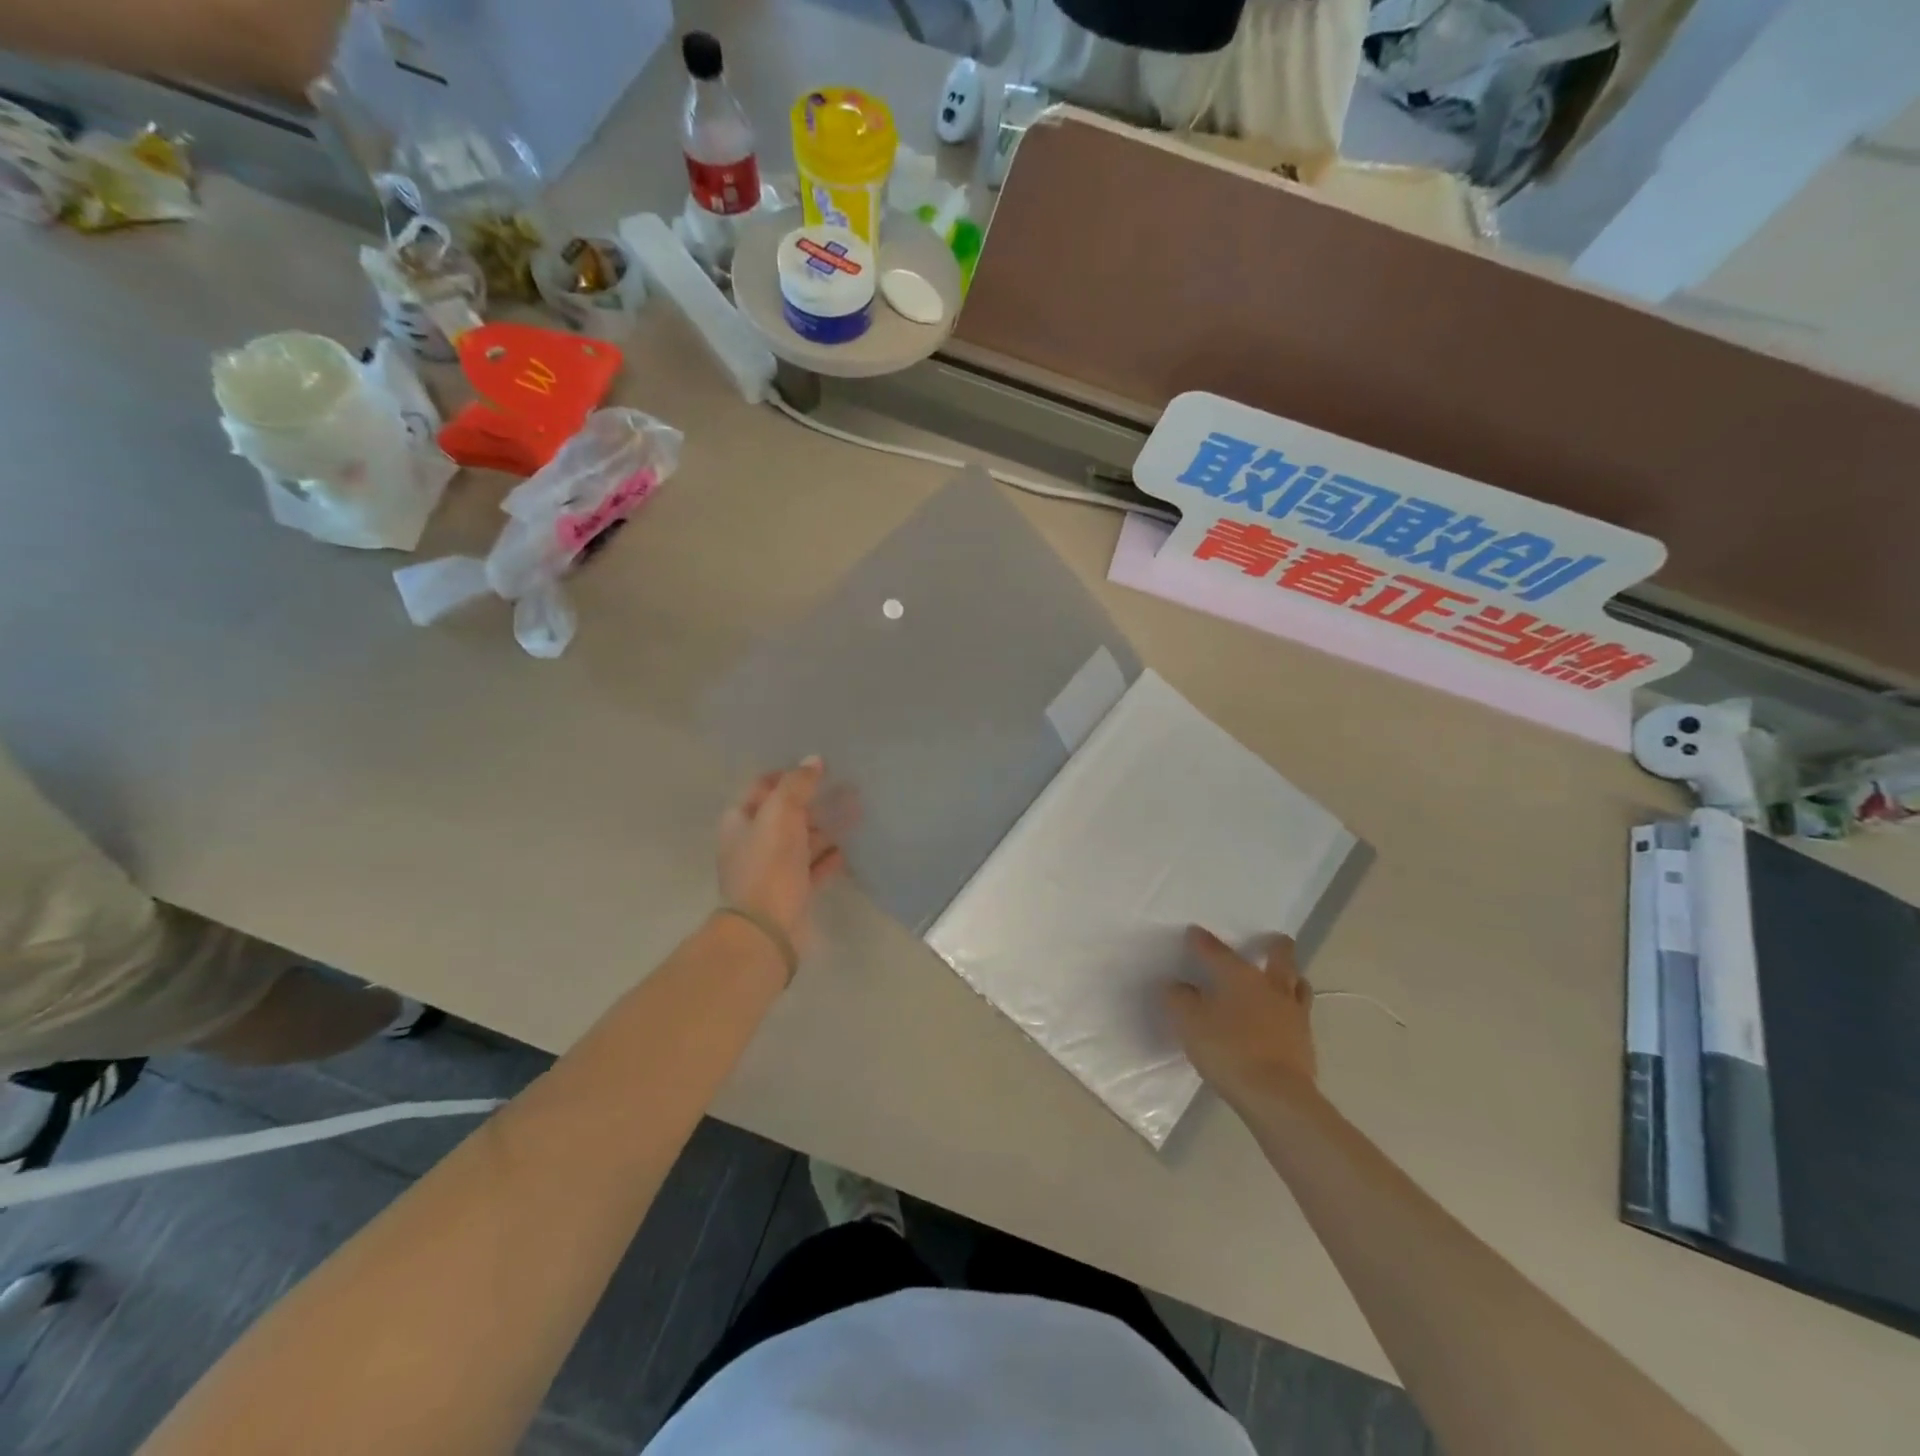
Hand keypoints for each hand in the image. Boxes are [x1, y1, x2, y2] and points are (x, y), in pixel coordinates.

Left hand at [717, 758, 845, 955]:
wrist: (767, 929)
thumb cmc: (768, 865)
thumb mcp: (779, 815)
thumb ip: (796, 785)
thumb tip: (814, 760)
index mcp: (741, 821)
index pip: (763, 787)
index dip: (788, 775)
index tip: (818, 767)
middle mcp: (754, 842)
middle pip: (787, 814)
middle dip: (815, 800)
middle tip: (848, 786)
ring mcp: (774, 869)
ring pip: (804, 840)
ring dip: (828, 826)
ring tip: (858, 812)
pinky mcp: (794, 891)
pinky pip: (814, 868)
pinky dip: (830, 857)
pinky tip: (848, 849)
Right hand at [1163, 928, 1318, 1112]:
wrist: (1276, 1096)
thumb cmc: (1228, 1051)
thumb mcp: (1189, 1023)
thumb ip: (1179, 999)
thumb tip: (1176, 985)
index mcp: (1238, 975)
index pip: (1216, 950)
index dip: (1201, 941)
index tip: (1194, 933)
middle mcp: (1269, 985)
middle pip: (1279, 956)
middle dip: (1275, 945)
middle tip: (1271, 940)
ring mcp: (1293, 1012)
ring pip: (1298, 982)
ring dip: (1291, 975)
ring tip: (1285, 976)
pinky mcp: (1305, 1039)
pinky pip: (1301, 1012)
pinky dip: (1292, 1007)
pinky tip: (1284, 1017)